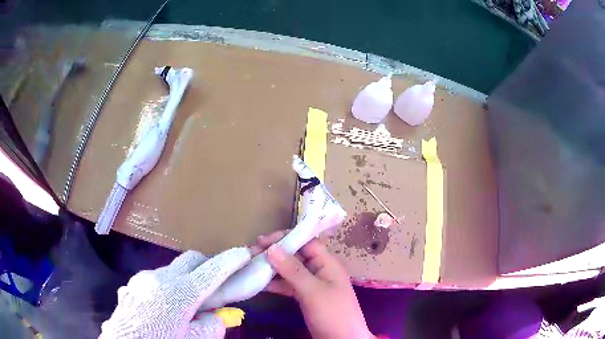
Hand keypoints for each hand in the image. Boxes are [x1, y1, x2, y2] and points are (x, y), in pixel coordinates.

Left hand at [100, 248, 250, 338]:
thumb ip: (211, 326)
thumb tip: (216, 315)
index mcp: (179, 294)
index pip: (211, 271)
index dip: (230, 261)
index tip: (243, 253)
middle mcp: (160, 278)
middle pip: (190, 259)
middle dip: (207, 265)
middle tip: (216, 282)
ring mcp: (143, 279)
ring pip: (172, 269)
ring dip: (185, 278)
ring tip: (186, 301)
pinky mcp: (133, 284)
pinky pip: (155, 279)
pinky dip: (167, 287)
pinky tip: (163, 307)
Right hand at [257, 231, 374, 338]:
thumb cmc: (332, 313)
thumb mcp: (313, 291)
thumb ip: (293, 270)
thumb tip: (272, 248)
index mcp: (327, 264)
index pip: (306, 242)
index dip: (285, 238)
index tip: (262, 241)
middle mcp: (320, 271)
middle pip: (296, 256)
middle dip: (275, 253)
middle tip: (251, 254)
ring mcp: (312, 285)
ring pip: (290, 271)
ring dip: (272, 268)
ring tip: (251, 266)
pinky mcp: (306, 297)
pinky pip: (288, 285)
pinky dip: (275, 284)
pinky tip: (260, 283)